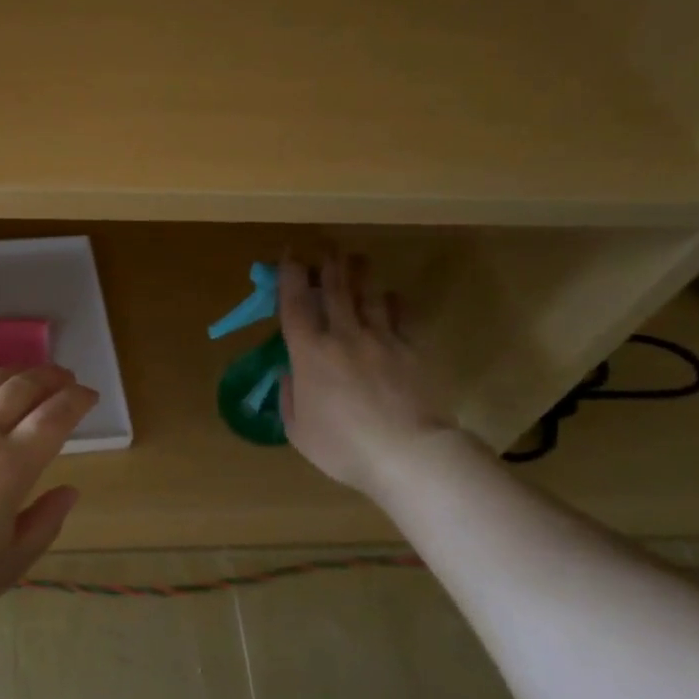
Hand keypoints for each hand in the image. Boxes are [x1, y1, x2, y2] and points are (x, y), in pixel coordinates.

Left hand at [0, 365, 99, 628]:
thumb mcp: (5, 566)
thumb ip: (44, 524)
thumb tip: (69, 491)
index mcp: (9, 466)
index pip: (55, 416)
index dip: (77, 400)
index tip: (89, 396)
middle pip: (23, 387)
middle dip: (52, 377)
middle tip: (66, 378)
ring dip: (16, 372)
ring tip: (31, 374)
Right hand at [279, 254, 456, 500]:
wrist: (407, 453)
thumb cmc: (342, 446)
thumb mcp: (298, 430)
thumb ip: (289, 397)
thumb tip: (290, 374)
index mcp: (309, 353)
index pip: (295, 303)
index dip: (290, 276)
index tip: (289, 256)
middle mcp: (342, 335)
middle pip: (335, 289)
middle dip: (328, 264)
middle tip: (326, 246)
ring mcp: (380, 339)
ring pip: (368, 295)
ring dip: (360, 274)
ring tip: (357, 260)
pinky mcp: (410, 350)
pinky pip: (400, 315)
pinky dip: (392, 302)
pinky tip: (390, 297)